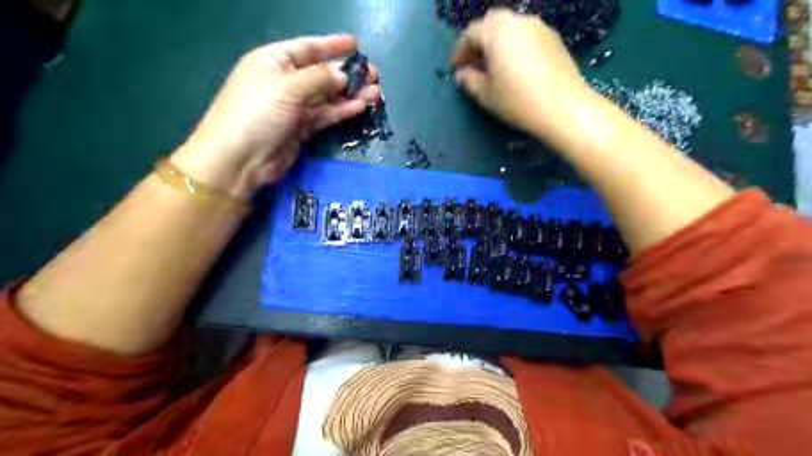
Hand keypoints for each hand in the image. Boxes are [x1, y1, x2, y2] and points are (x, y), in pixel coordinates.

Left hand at [170, 36, 380, 196]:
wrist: (240, 159)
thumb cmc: (257, 113)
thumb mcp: (287, 87)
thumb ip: (319, 78)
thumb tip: (344, 75)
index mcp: (274, 61)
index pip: (308, 48)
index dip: (332, 45)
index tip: (356, 44)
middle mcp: (285, 81)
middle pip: (322, 73)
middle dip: (348, 73)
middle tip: (374, 75)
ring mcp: (294, 106)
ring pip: (328, 96)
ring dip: (351, 93)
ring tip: (376, 92)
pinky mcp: (302, 128)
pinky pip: (326, 114)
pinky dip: (342, 110)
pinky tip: (361, 106)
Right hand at [451, 9, 590, 137]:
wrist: (563, 107)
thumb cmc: (518, 101)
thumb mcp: (486, 95)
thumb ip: (470, 81)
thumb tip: (463, 73)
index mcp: (497, 31)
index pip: (470, 33)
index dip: (459, 51)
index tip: (455, 68)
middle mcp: (517, 21)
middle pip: (491, 23)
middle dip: (478, 41)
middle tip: (473, 63)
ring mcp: (538, 27)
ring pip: (510, 27)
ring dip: (497, 42)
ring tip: (493, 65)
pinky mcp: (553, 38)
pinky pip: (526, 35)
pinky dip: (514, 45)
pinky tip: (514, 66)